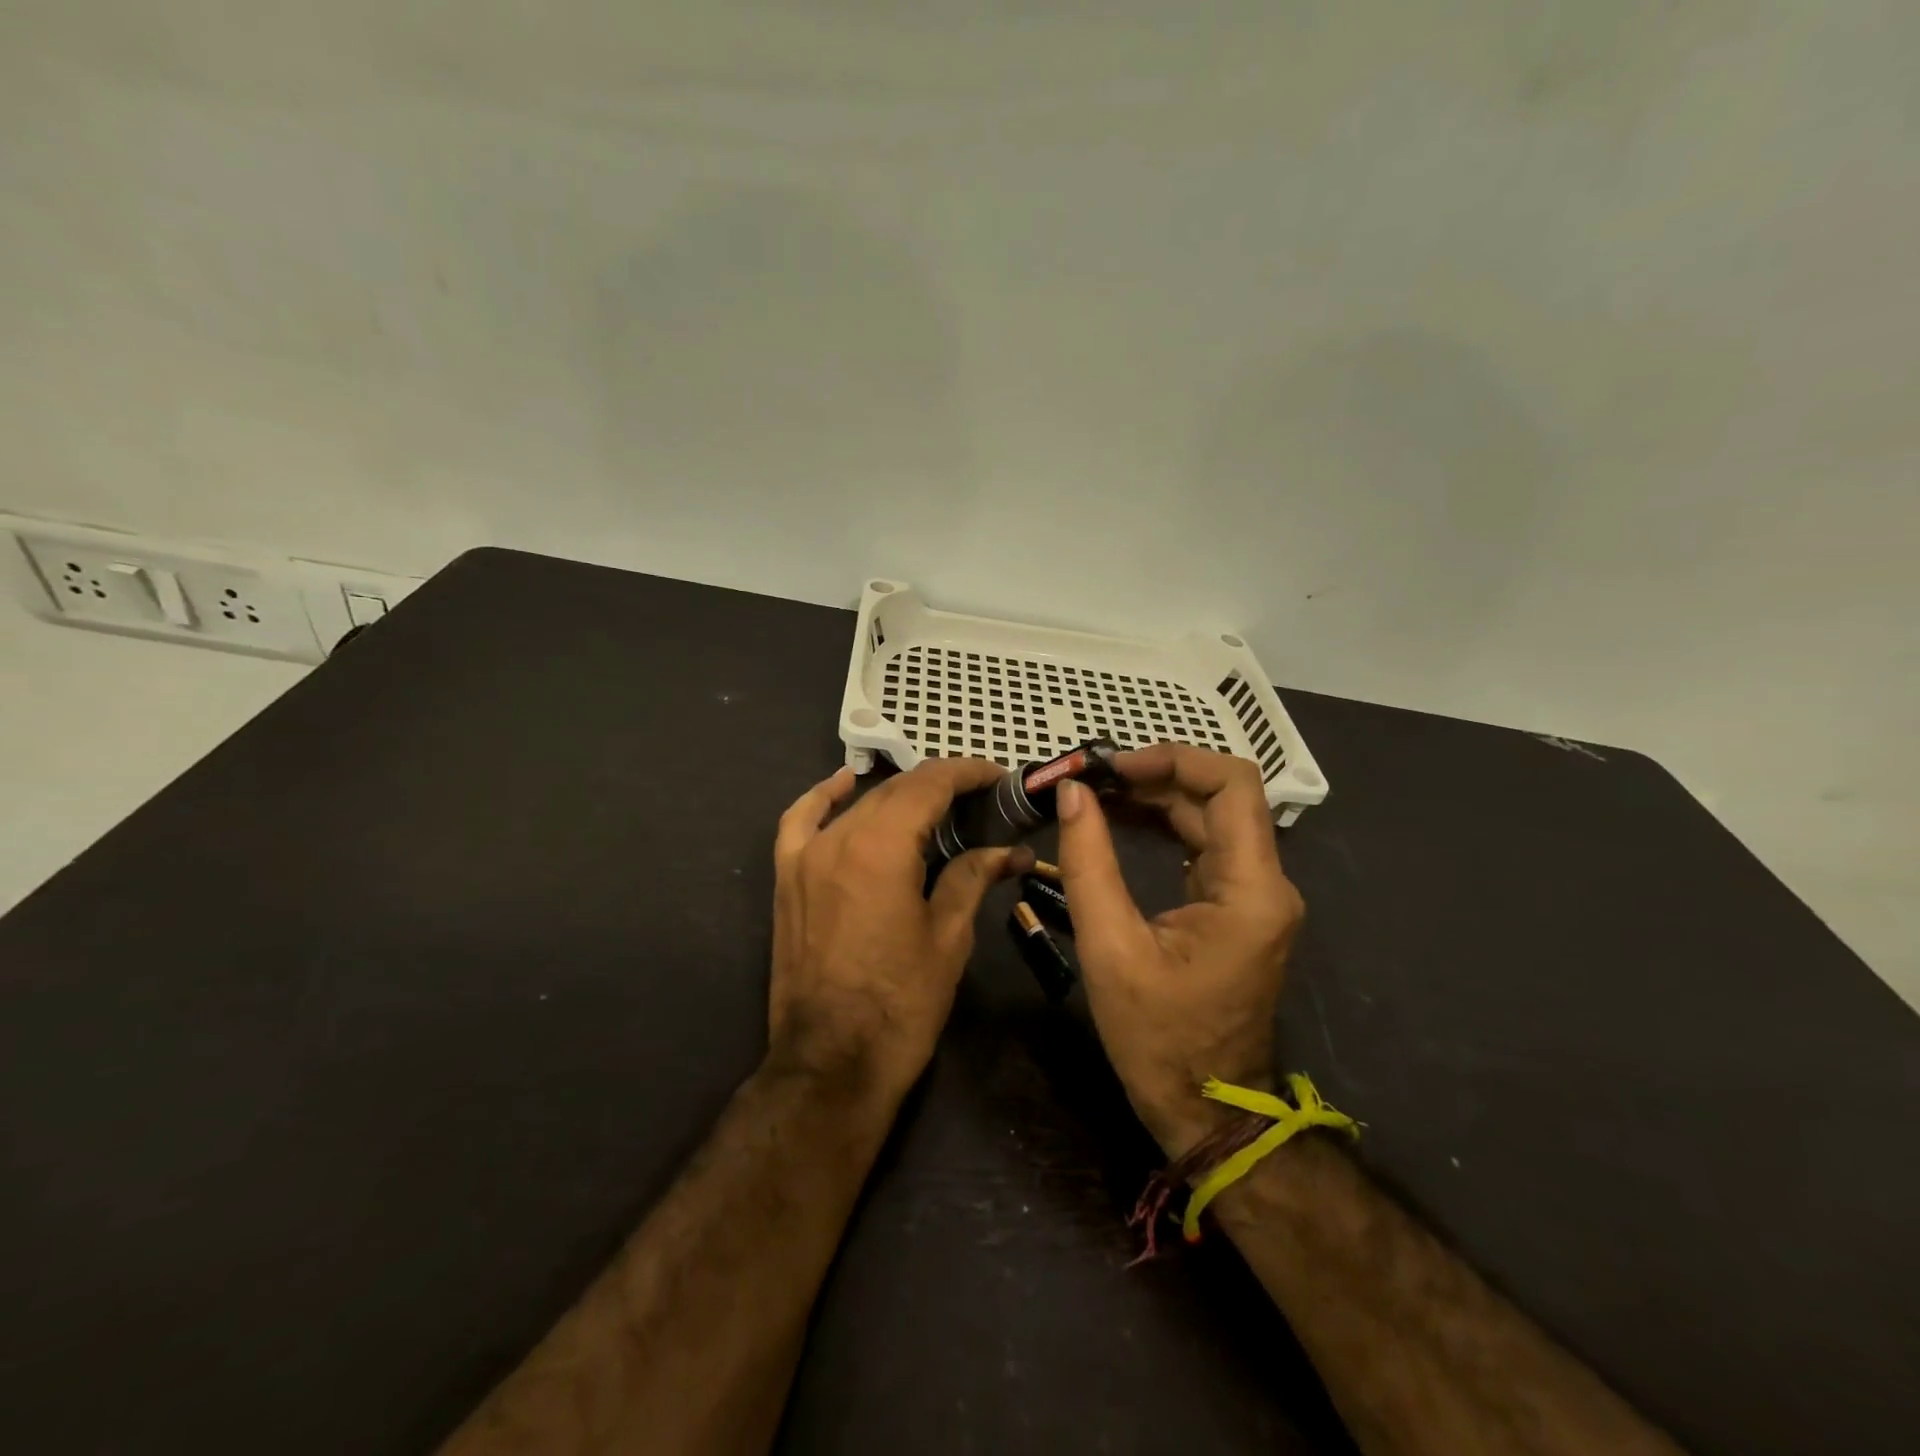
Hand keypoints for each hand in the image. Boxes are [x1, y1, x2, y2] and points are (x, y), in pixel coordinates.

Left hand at [769, 758, 1032, 1099]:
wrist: (831, 1063)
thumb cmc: (900, 1004)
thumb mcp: (948, 937)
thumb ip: (973, 877)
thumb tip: (1011, 850)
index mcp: (882, 846)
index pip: (930, 784)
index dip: (968, 773)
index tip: (998, 778)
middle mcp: (839, 837)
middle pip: (896, 790)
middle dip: (942, 787)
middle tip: (981, 801)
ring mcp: (806, 856)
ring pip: (859, 805)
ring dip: (899, 796)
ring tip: (936, 806)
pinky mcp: (788, 879)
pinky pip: (801, 821)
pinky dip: (824, 797)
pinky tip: (845, 784)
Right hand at [1055, 743, 1304, 1158]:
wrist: (1205, 1110)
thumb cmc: (1158, 1039)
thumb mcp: (1110, 948)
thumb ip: (1089, 862)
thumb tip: (1072, 792)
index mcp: (1250, 889)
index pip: (1232, 785)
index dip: (1174, 759)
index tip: (1113, 767)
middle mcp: (1266, 882)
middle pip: (1220, 796)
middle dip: (1155, 775)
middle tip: (1090, 778)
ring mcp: (1255, 896)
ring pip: (1211, 817)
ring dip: (1156, 797)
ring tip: (1095, 792)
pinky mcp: (1237, 908)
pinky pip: (1204, 846)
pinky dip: (1163, 824)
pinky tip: (1120, 820)